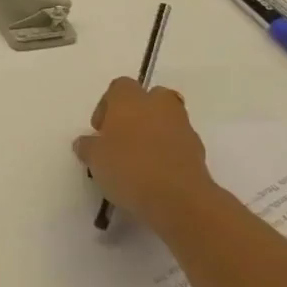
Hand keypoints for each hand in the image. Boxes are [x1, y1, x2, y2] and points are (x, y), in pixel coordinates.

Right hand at [73, 77, 220, 232]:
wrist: (179, 199)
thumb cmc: (128, 168)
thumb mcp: (94, 158)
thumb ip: (88, 146)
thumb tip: (87, 143)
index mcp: (130, 100)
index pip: (119, 87)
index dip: (107, 105)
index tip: (101, 129)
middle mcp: (159, 106)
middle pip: (151, 97)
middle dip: (138, 112)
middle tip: (123, 136)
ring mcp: (183, 128)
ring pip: (167, 120)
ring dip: (155, 132)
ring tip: (139, 159)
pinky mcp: (199, 152)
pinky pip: (179, 143)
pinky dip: (168, 152)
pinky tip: (154, 173)